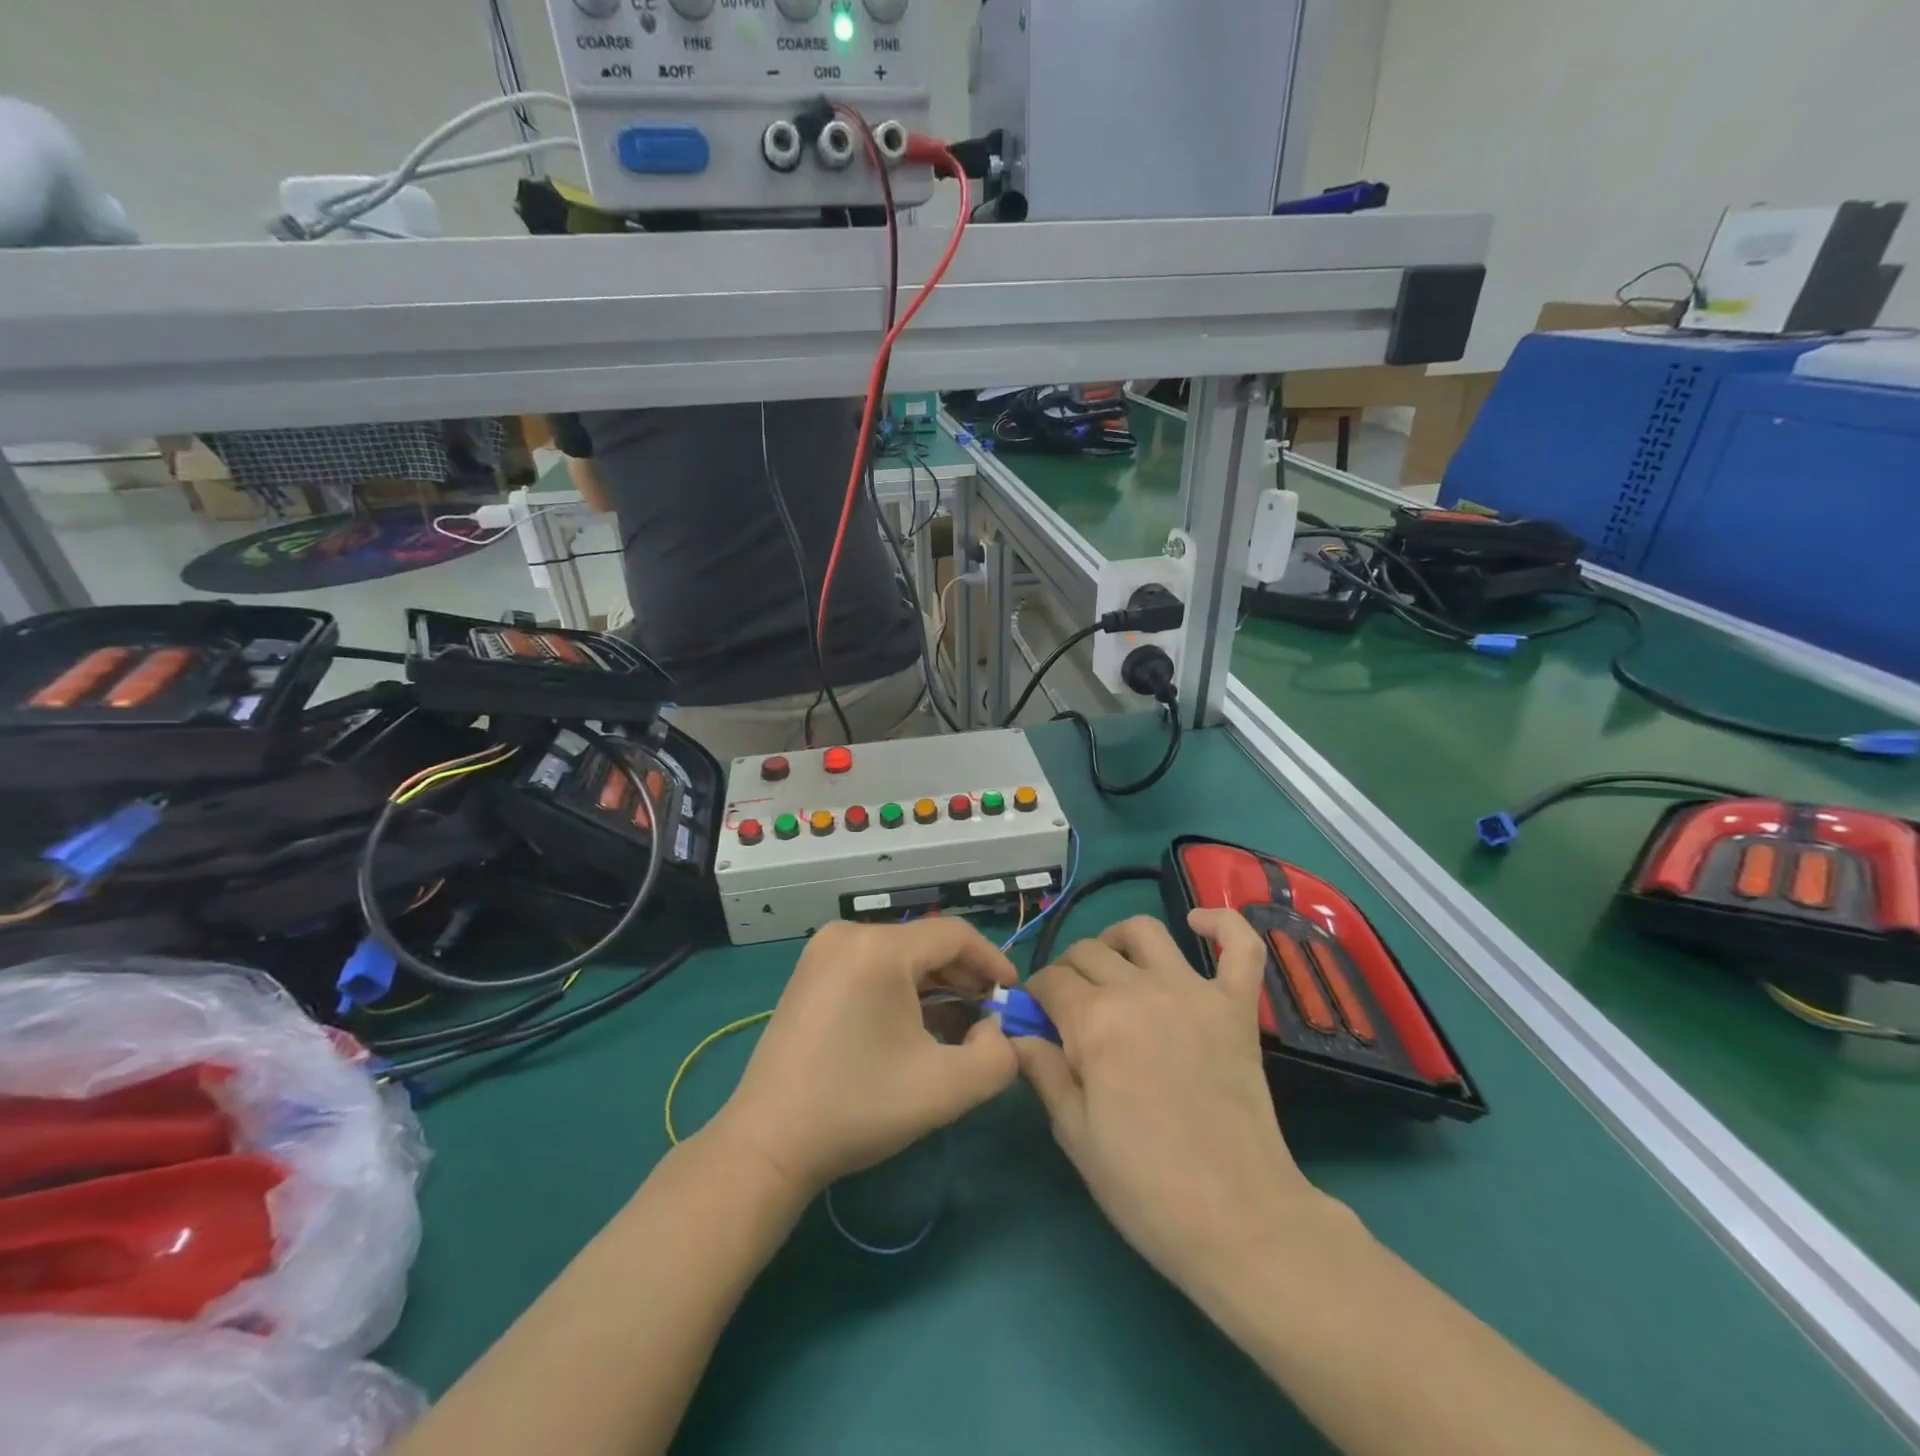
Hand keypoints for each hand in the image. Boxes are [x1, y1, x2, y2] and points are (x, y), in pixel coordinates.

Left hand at [709, 918, 1019, 1196]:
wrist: (768, 1144)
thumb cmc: (858, 1107)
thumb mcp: (944, 1089)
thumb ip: (996, 1057)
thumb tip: (997, 1030)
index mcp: (878, 948)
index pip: (955, 935)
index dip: (992, 962)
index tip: (1013, 996)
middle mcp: (848, 935)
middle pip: (926, 943)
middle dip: (965, 978)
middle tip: (990, 1017)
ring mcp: (823, 953)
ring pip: (900, 957)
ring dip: (936, 987)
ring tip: (960, 1026)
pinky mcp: (811, 974)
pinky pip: (873, 968)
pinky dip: (902, 991)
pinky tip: (918, 1027)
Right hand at [1014, 911, 1329, 1298]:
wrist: (1239, 1221)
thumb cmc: (1145, 1185)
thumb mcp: (1074, 1134)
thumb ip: (1041, 1070)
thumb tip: (1016, 1033)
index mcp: (1094, 1021)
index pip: (1050, 981)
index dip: (1035, 997)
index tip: (1036, 1020)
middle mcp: (1139, 991)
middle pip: (1088, 951)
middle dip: (1067, 971)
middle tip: (1069, 1007)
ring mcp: (1194, 992)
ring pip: (1145, 932)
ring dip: (1118, 939)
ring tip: (1114, 965)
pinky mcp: (1237, 1006)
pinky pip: (1239, 945)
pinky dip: (1221, 923)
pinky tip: (1197, 922)